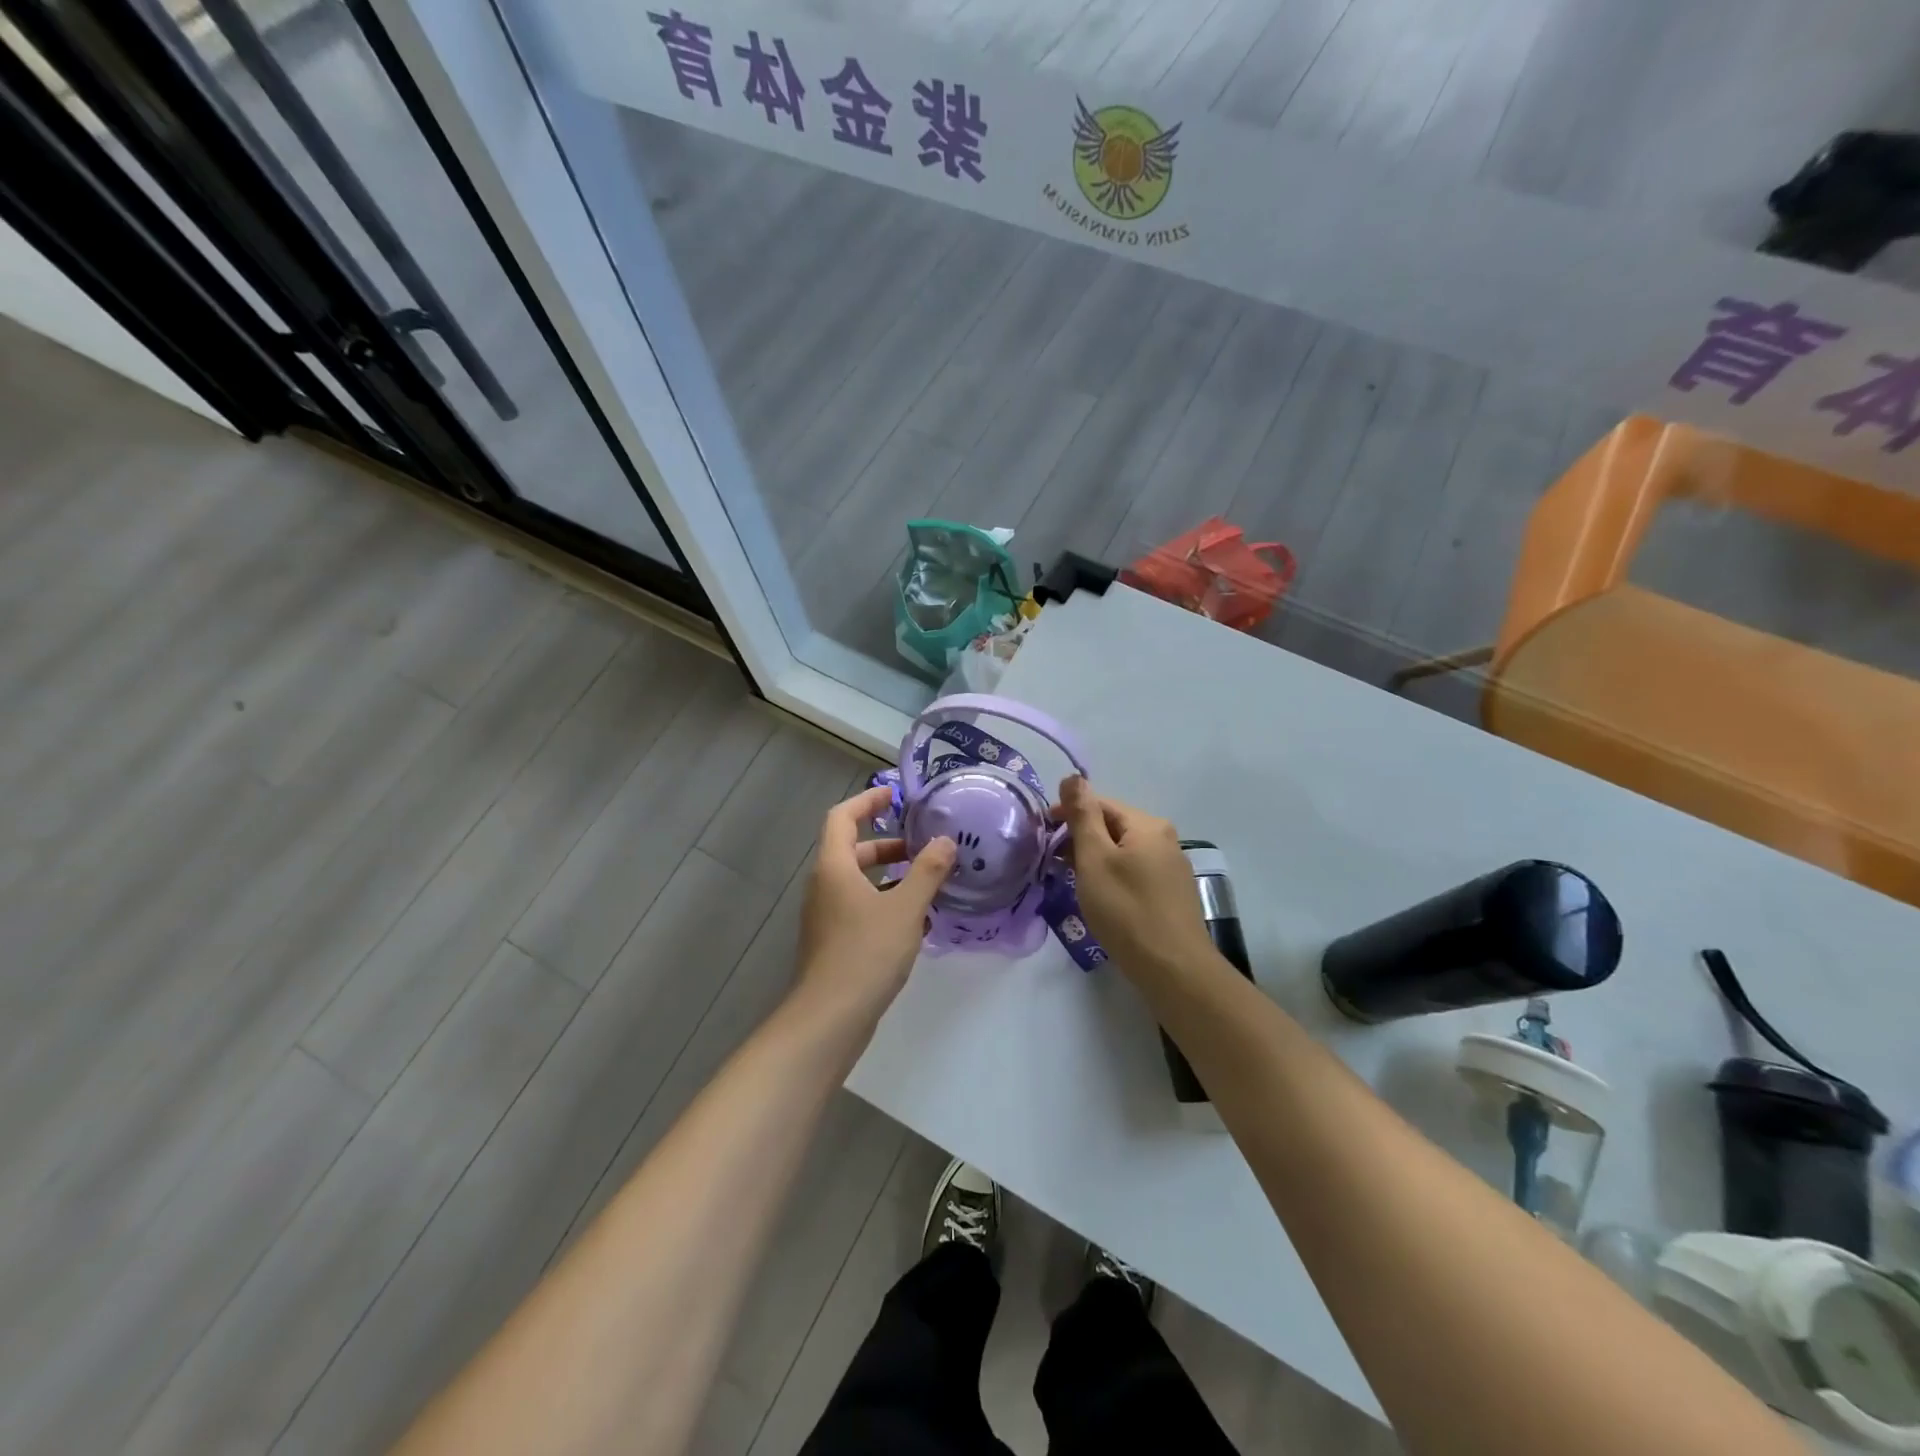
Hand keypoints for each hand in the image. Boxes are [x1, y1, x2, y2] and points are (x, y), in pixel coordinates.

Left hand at [794, 785, 955, 1024]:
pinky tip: (915, 920)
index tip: (895, 795)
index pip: (843, 816)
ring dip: (890, 875)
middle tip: (923, 845)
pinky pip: (859, 906)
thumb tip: (946, 842)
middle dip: (888, 843)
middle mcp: (824, 885)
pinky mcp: (833, 941)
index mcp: (834, 867)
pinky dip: (884, 901)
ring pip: (857, 881)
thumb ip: (927, 872)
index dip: (867, 801)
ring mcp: (826, 915)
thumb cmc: (866, 953)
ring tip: (927, 881)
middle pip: (852, 849)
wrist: (830, 1018)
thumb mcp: (906, 908)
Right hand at [1057, 777, 1211, 983]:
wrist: (1173, 969)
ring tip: (1069, 879)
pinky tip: (1099, 896)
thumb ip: (1082, 815)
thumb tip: (1072, 776)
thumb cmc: (1126, 909)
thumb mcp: (1094, 859)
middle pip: (1113, 826)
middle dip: (1079, 838)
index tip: (1042, 832)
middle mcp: (1165, 839)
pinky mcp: (1171, 894)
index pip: (1100, 803)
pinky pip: (1134, 871)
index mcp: (1147, 825)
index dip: (1067, 813)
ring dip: (1094, 858)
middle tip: (1051, 860)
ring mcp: (1171, 867)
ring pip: (1123, 851)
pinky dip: (1111, 875)